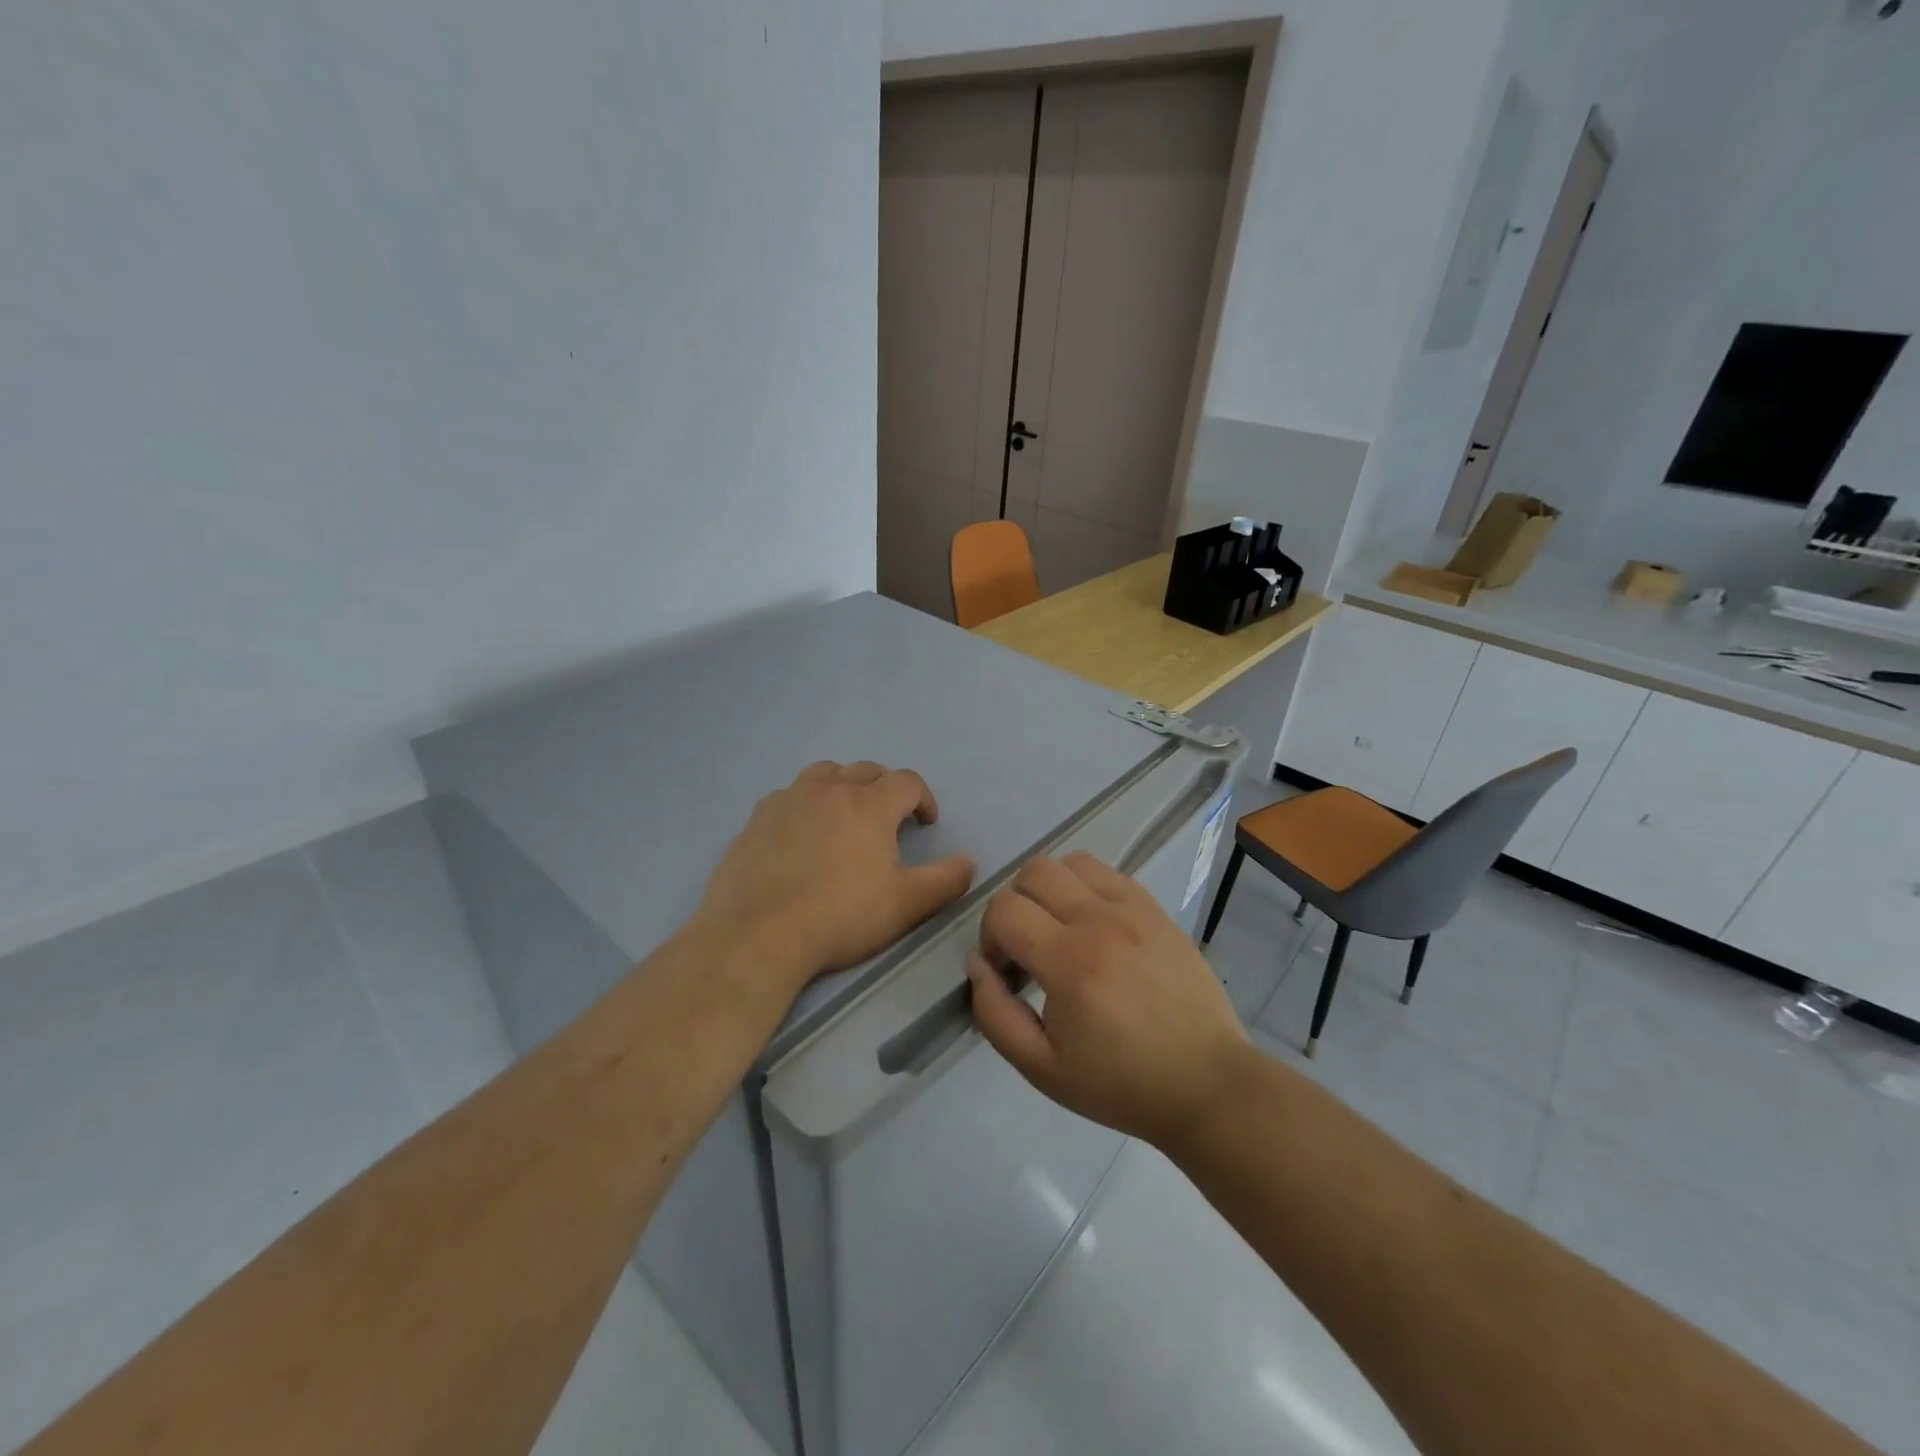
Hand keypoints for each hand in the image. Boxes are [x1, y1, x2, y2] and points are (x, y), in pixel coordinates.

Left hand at [696, 761, 976, 994]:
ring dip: (844, 785)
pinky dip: (805, 803)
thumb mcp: (906, 905)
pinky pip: (789, 795)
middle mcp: (829, 790)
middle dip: (886, 788)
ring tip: (845, 813)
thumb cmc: (841, 918)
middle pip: (866, 770)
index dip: (923, 798)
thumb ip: (945, 880)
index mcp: (869, 805)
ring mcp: (788, 800)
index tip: (926, 822)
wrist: (758, 935)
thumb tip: (969, 860)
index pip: (907, 781)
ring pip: (825, 773)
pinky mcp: (757, 818)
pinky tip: (801, 832)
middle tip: (890, 819)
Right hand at [967, 851, 1252, 1149]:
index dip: (990, 937)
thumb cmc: (1120, 1083)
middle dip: (1015, 906)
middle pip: (1033, 872)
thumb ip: (995, 1015)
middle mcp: (1099, 921)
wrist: (1205, 1083)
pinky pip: (1107, 872)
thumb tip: (978, 965)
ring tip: (1060, 929)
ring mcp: (1132, 908)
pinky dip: (1086, 887)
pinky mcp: (1155, 908)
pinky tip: (1094, 925)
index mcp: (1068, 962)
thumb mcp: (1042, 1068)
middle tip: (1028, 948)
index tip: (1006, 971)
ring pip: (1070, 862)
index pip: (1004, 909)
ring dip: (1051, 889)